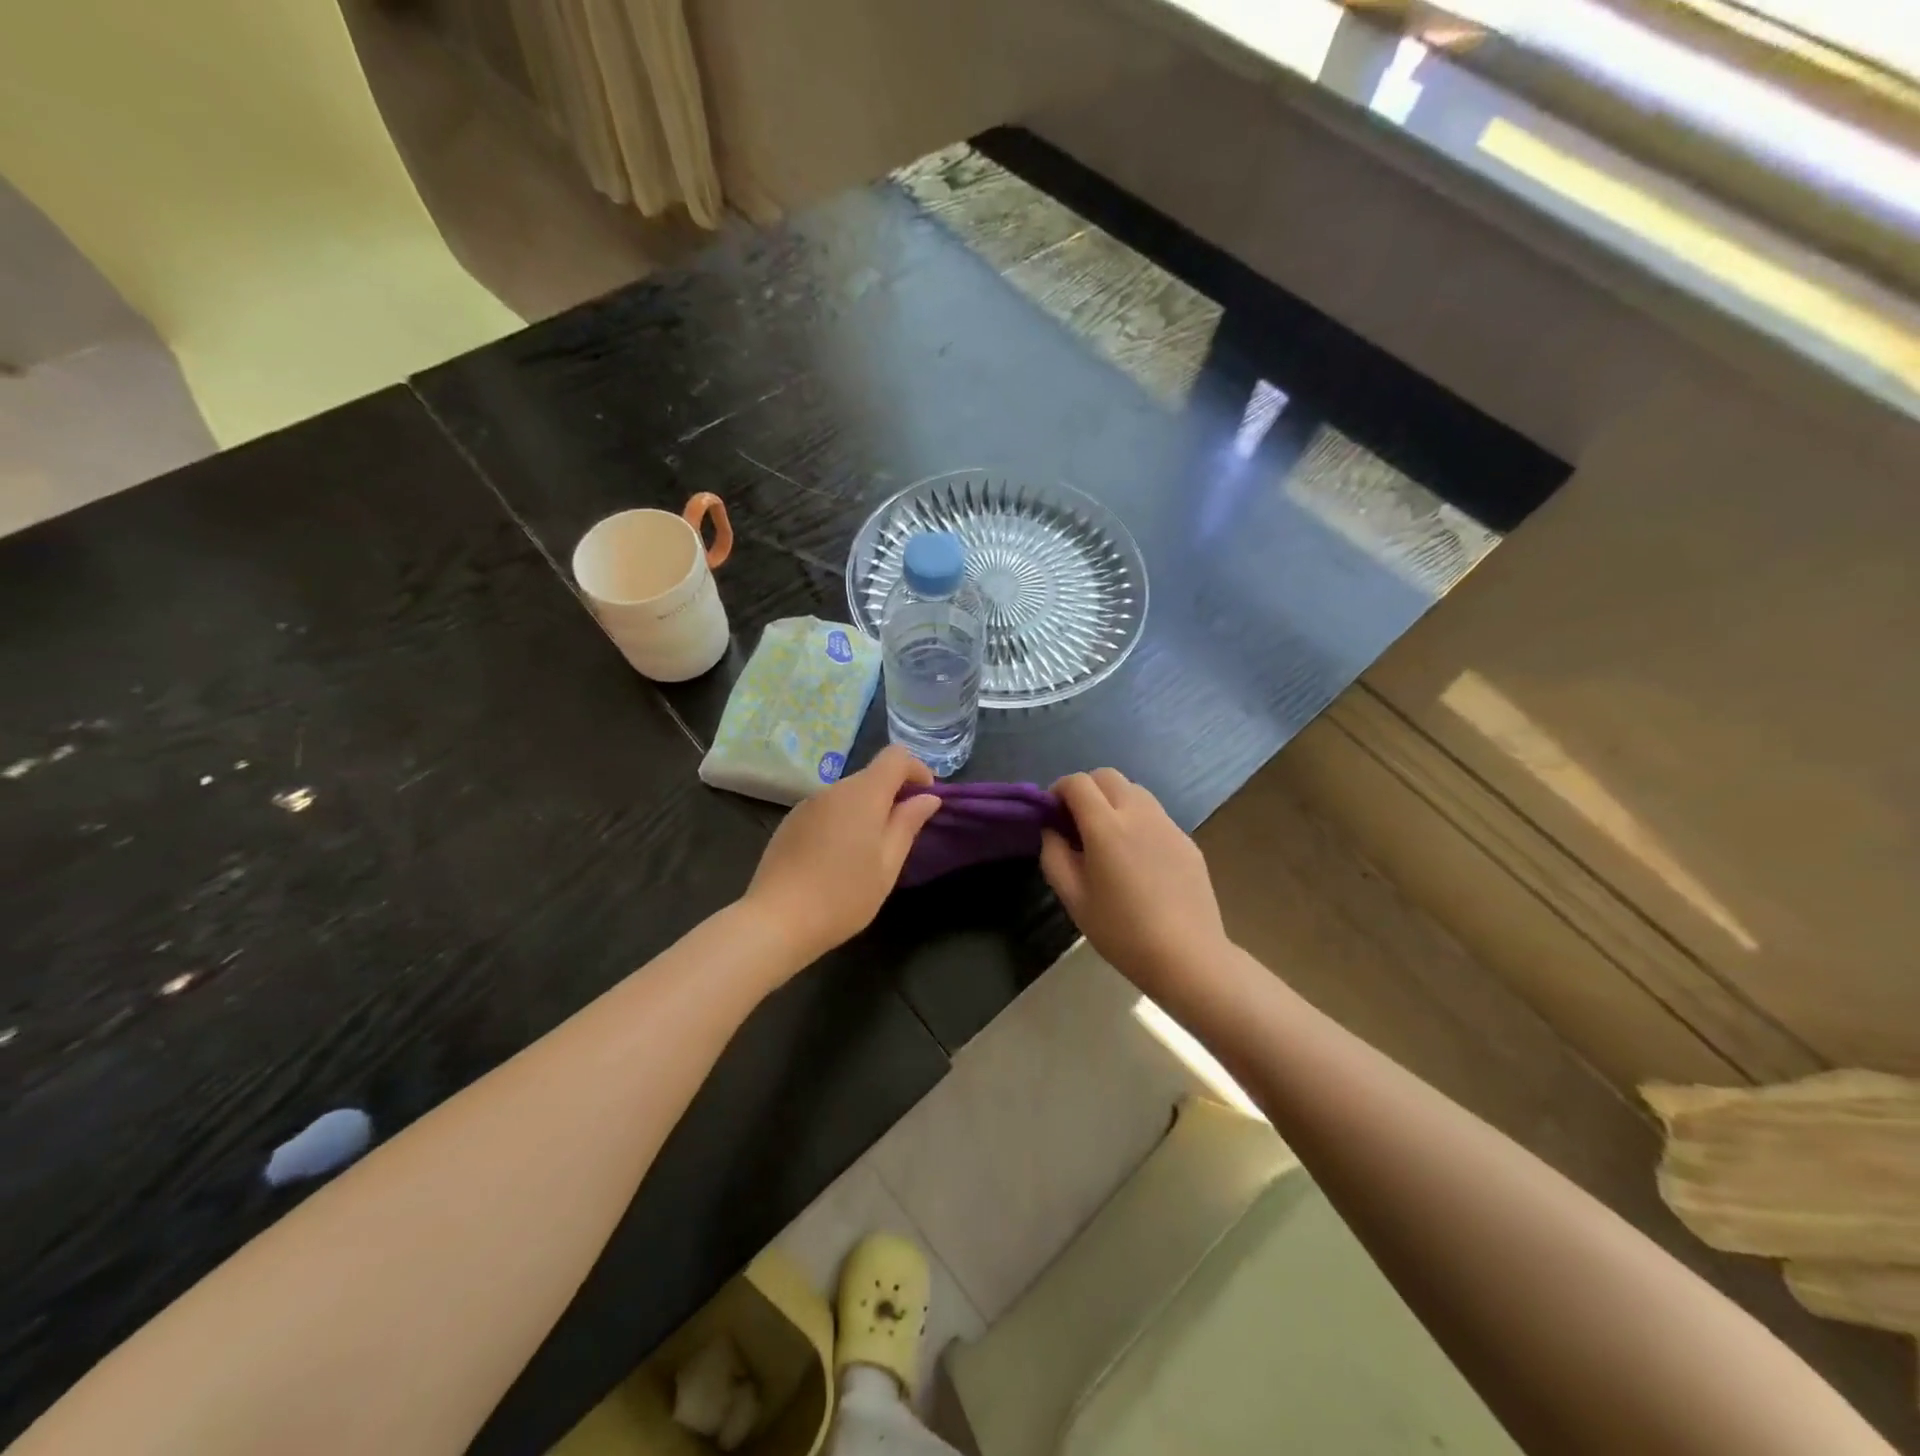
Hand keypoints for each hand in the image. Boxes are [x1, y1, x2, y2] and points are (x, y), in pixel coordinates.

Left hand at [741, 746, 942, 964]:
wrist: (776, 921)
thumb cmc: (843, 896)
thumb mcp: (887, 865)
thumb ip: (907, 824)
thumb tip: (928, 798)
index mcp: (863, 795)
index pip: (895, 756)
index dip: (917, 769)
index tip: (926, 797)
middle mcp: (833, 790)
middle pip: (871, 776)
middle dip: (892, 795)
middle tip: (901, 835)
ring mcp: (807, 804)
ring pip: (848, 795)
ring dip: (866, 811)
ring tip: (868, 853)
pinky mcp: (790, 822)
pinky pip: (826, 810)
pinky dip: (842, 822)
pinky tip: (836, 859)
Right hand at [1040, 769, 1230, 999]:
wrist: (1187, 956)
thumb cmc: (1122, 931)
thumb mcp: (1073, 899)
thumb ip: (1054, 856)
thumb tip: (1053, 830)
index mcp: (1106, 826)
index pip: (1077, 782)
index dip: (1058, 790)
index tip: (1052, 815)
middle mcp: (1139, 813)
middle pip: (1107, 776)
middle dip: (1086, 789)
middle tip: (1076, 823)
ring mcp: (1168, 824)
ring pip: (1135, 790)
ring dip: (1113, 801)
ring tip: (1107, 838)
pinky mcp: (1187, 840)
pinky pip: (1155, 815)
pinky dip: (1137, 820)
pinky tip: (1137, 859)